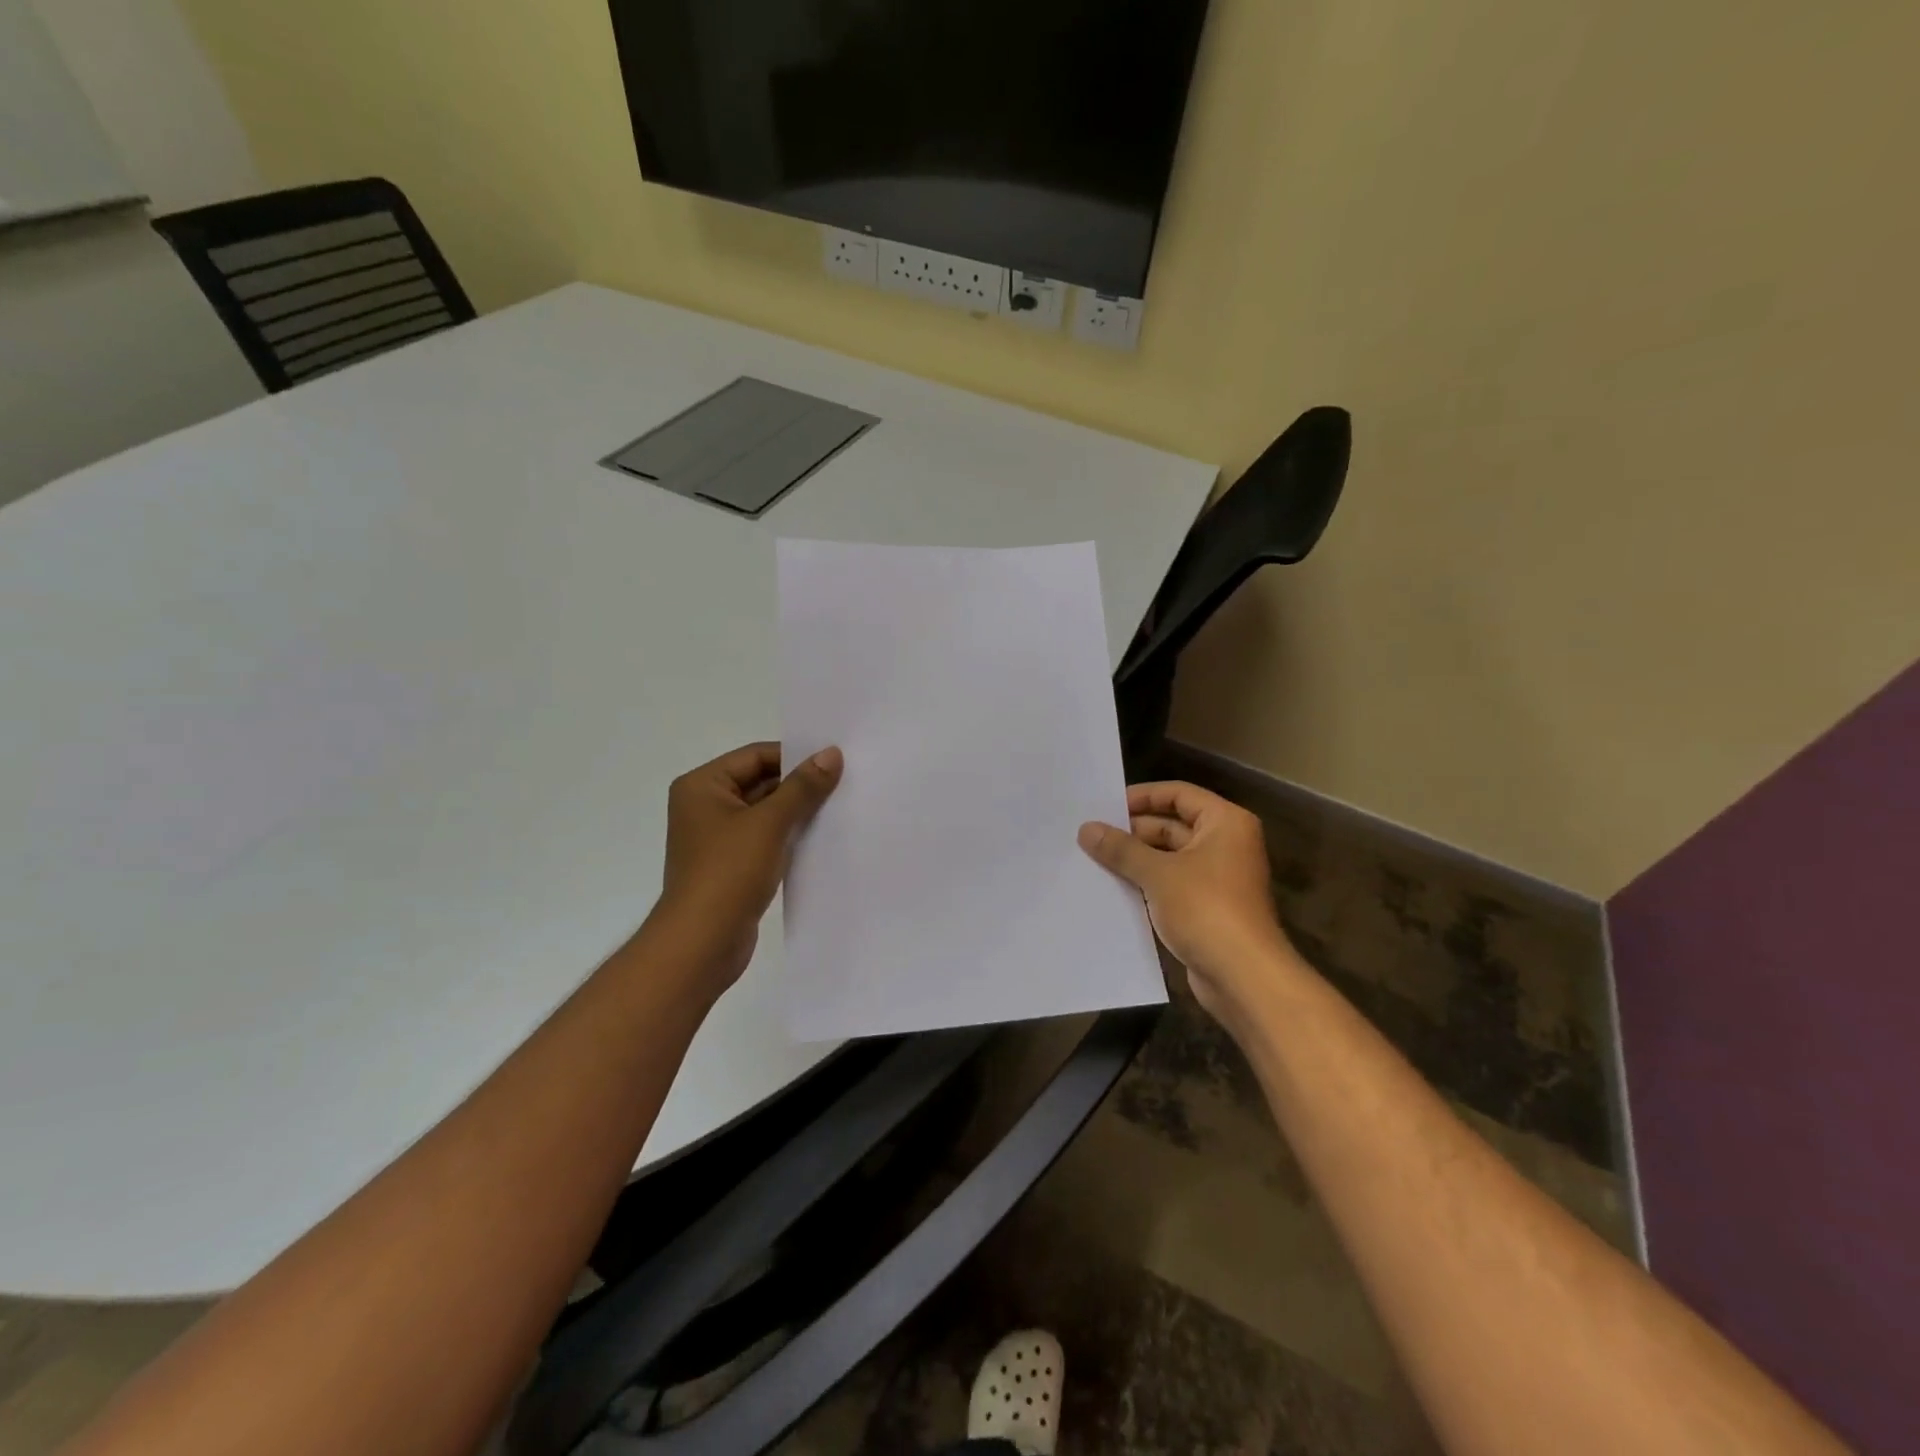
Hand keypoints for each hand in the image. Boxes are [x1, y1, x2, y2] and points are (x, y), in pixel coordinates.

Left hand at [649, 742, 843, 991]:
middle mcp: (705, 806)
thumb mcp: (769, 823)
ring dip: (798, 812)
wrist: (702, 944)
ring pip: (766, 813)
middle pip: (761, 782)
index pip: (756, 756)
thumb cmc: (728, 873)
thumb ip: (802, 787)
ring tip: (840, 808)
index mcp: (703, 786)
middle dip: (799, 785)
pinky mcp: (732, 865)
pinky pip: (766, 839)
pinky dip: (790, 836)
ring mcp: (717, 838)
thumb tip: (831, 753)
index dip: (795, 756)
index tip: (835, 760)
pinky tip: (821, 838)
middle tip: (845, 783)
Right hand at [1078, 782, 1298, 1021]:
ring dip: (1136, 860)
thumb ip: (1121, 849)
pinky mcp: (1208, 908)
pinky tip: (1112, 889)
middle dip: (1133, 832)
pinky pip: (1171, 885)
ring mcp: (1217, 878)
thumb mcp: (1158, 873)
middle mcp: (1225, 844)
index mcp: (1225, 823)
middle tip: (1091, 836)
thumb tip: (1087, 829)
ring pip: (1169, 858)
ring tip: (1093, 860)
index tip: (1105, 806)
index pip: (1178, 794)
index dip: (1142, 796)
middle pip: (1173, 825)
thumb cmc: (1206, 909)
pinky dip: (1146, 884)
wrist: (1244, 978)